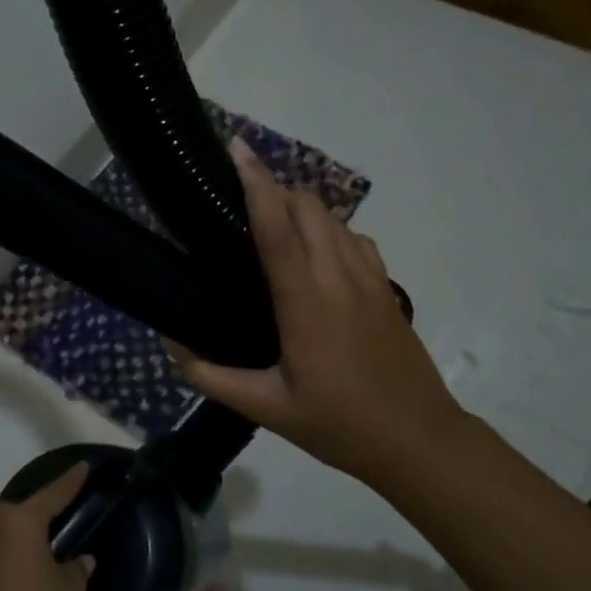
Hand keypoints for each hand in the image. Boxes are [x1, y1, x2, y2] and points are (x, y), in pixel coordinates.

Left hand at [0, 466, 94, 590]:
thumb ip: (76, 570)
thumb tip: (81, 559)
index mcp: (23, 521)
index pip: (54, 494)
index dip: (71, 480)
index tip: (84, 465)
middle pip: (25, 508)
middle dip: (43, 505)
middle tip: (64, 506)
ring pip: (9, 528)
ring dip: (26, 530)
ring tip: (46, 535)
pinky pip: (0, 549)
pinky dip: (15, 550)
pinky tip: (26, 563)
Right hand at [167, 138, 467, 487]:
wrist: (419, 440)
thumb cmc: (339, 424)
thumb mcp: (267, 408)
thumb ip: (213, 377)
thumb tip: (171, 348)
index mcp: (306, 303)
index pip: (277, 228)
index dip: (255, 184)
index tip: (237, 149)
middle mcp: (339, 278)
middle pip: (308, 208)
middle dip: (274, 190)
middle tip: (239, 201)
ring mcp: (369, 281)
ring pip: (334, 219)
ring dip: (301, 207)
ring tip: (271, 221)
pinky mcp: (386, 289)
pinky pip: (355, 239)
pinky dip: (330, 230)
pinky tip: (315, 253)